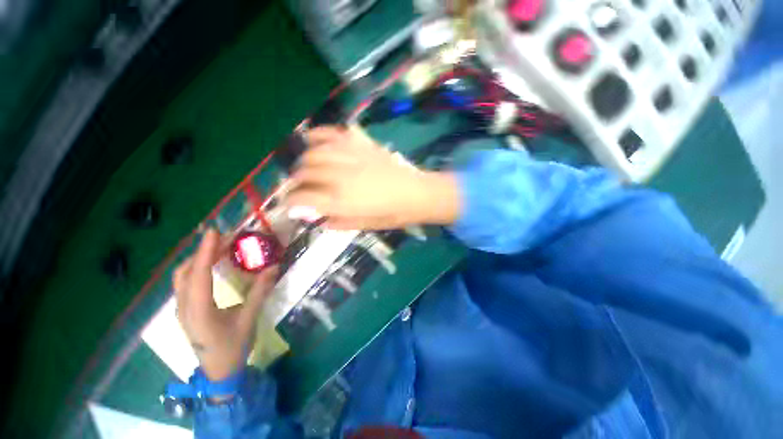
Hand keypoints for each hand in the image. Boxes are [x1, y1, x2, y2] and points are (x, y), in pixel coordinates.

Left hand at [173, 229, 278, 381]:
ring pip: (182, 277)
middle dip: (202, 251)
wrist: (219, 372)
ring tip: (220, 248)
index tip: (214, 232)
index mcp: (199, 311)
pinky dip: (197, 269)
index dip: (206, 252)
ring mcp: (182, 310)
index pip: (199, 276)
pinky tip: (213, 266)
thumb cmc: (234, 347)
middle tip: (224, 238)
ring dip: (198, 259)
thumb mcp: (249, 319)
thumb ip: (260, 292)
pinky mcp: (186, 310)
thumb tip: (274, 267)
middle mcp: (184, 308)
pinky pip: (186, 283)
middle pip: (185, 272)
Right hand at [286, 126, 461, 229]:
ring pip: (313, 153)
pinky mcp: (361, 144)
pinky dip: (319, 134)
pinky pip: (333, 133)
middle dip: (296, 181)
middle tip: (299, 187)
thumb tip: (315, 217)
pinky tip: (312, 139)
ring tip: (306, 168)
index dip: (290, 201)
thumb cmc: (392, 214)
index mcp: (341, 201)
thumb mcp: (363, 225)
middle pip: (304, 173)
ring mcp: (350, 156)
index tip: (288, 204)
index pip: (302, 198)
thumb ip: (336, 221)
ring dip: (304, 161)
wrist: (416, 194)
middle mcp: (340, 176)